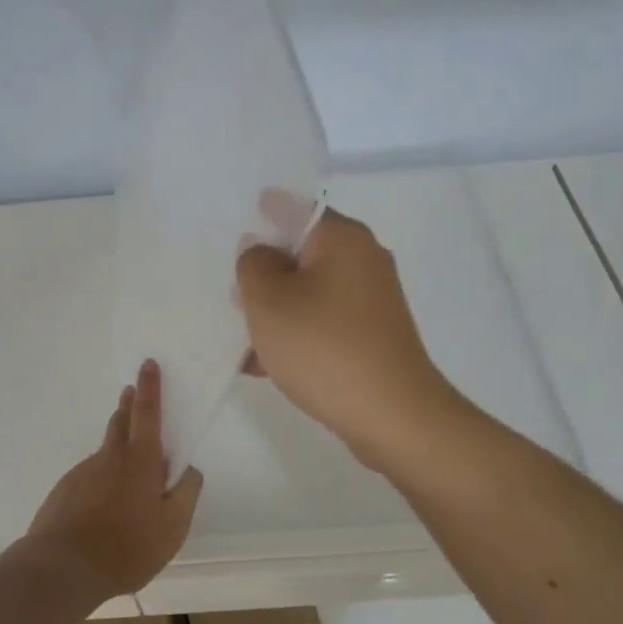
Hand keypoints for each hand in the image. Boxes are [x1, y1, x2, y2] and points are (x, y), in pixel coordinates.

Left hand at [26, 360, 203, 599]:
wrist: (61, 569)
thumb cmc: (126, 547)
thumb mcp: (173, 526)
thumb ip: (186, 493)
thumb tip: (188, 469)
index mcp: (140, 460)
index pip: (148, 413)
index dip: (150, 388)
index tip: (148, 364)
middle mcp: (110, 458)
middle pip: (120, 422)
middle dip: (129, 405)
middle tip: (131, 393)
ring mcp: (83, 473)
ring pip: (105, 453)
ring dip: (117, 449)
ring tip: (127, 473)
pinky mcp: (65, 491)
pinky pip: (90, 478)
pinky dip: (101, 482)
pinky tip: (104, 509)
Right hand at [236, 207, 457, 469]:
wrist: (392, 415)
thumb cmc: (324, 348)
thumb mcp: (269, 301)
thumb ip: (253, 265)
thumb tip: (261, 253)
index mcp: (343, 238)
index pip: (295, 208)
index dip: (262, 214)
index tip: (234, 228)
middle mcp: (363, 260)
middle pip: (301, 253)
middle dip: (264, 274)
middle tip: (230, 294)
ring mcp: (372, 300)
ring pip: (309, 292)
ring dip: (275, 311)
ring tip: (241, 341)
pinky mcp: (373, 335)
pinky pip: (324, 323)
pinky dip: (297, 336)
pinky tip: (264, 366)